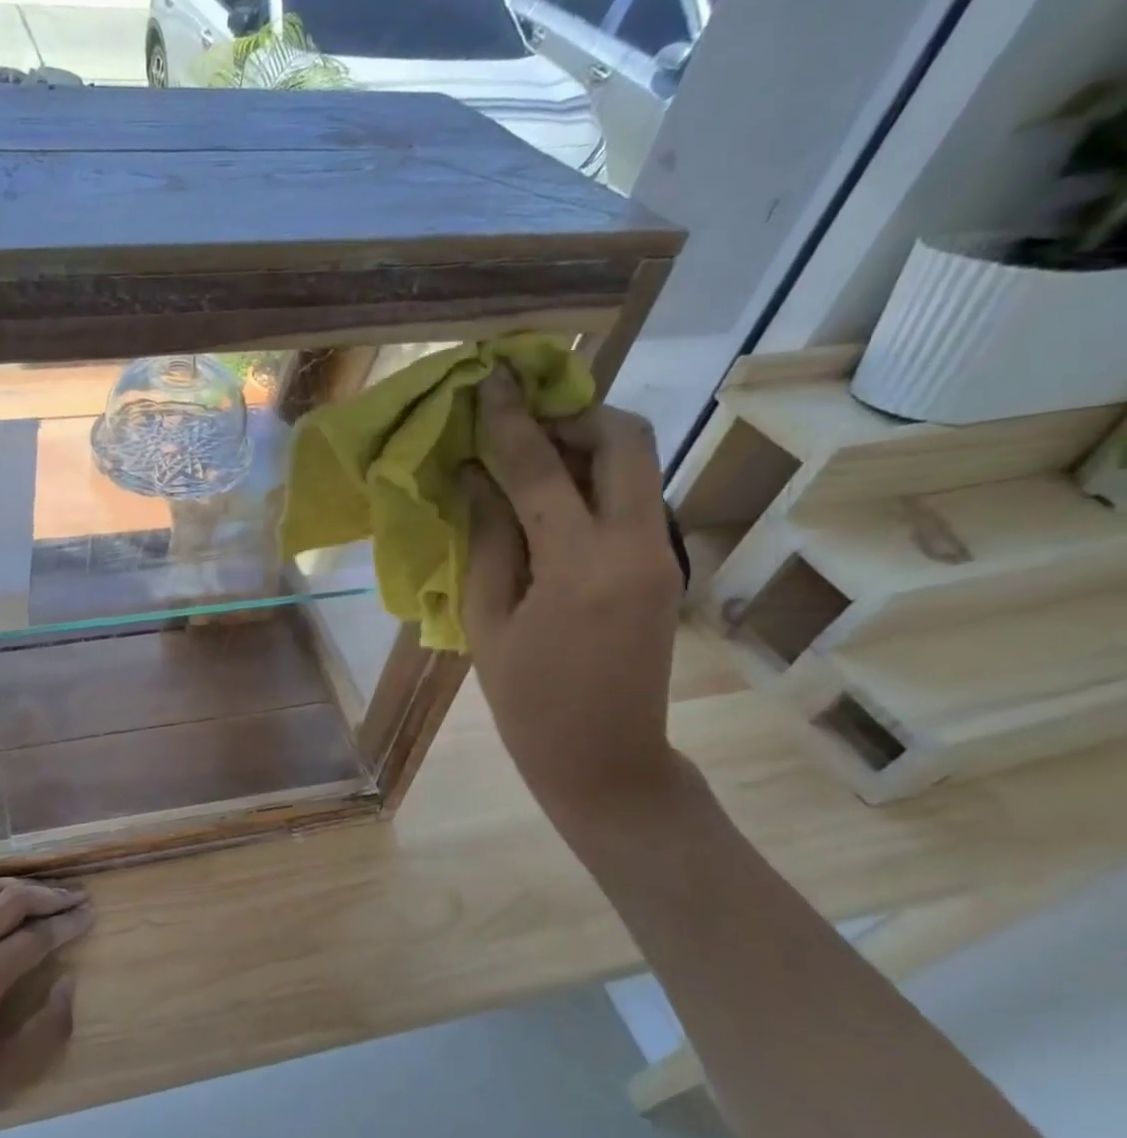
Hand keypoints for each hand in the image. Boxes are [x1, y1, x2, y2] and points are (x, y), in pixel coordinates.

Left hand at [0, 877, 93, 1137]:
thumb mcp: (1, 1077)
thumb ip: (48, 1030)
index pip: (38, 935)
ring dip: (18, 889)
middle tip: (76, 898)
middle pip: (14, 899)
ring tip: (42, 896)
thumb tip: (68, 983)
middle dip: (50, 896)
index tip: (91, 913)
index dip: (69, 923)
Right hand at [460, 367, 685, 821]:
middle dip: (573, 414)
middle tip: (520, 422)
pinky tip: (549, 501)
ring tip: (527, 456)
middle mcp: (637, 545)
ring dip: (586, 443)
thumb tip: (473, 475)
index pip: (542, 469)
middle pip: (626, 439)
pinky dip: (593, 480)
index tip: (488, 379)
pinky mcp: (664, 565)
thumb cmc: (528, 701)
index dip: (509, 420)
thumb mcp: (487, 621)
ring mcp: (660, 553)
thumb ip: (486, 539)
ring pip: (636, 463)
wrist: (606, 759)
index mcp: (582, 565)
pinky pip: (631, 497)